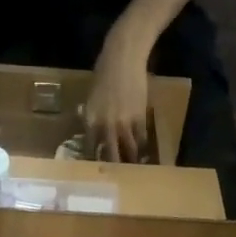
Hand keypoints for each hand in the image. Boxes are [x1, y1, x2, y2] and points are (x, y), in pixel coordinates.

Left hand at [83, 23, 152, 162]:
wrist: (123, 57)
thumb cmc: (104, 73)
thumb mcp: (91, 98)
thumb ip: (91, 117)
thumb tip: (93, 133)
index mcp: (90, 120)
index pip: (90, 149)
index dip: (94, 162)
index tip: (97, 172)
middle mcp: (106, 126)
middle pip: (110, 156)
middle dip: (114, 169)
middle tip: (117, 179)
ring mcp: (124, 123)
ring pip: (128, 151)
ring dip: (132, 162)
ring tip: (134, 173)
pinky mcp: (140, 117)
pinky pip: (141, 139)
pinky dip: (143, 149)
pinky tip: (145, 156)